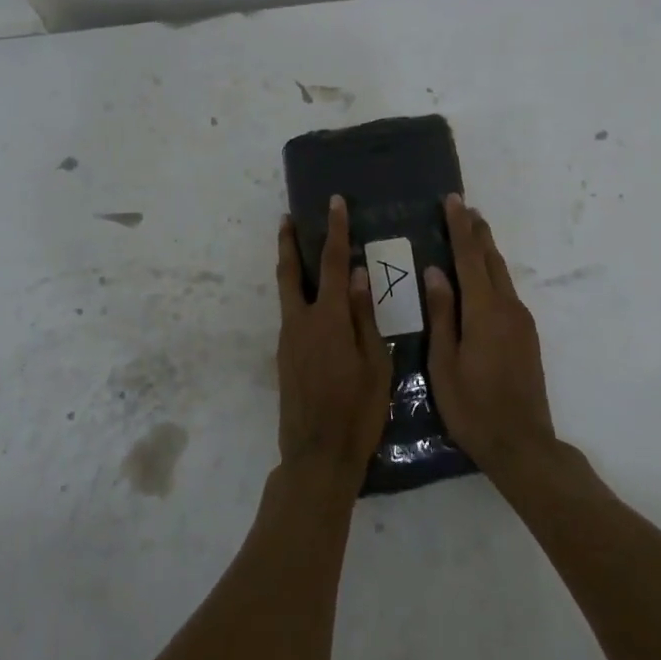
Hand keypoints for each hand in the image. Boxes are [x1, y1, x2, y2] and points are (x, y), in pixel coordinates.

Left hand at [274, 196, 393, 482]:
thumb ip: (365, 316)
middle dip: (289, 242)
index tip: (334, 203)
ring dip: (292, 268)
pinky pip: (291, 315)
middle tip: (287, 218)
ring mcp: (288, 340)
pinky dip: (298, 296)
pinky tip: (314, 302)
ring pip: (287, 293)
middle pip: (291, 272)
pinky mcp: (284, 357)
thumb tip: (360, 275)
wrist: (317, 456)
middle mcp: (301, 322)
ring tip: (300, 250)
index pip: (333, 263)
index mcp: (329, 319)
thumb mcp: (376, 363)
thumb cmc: (358, 411)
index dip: (334, 230)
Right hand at [424, 194, 556, 477]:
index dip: (460, 228)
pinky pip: (506, 292)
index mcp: (484, 311)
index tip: (453, 201)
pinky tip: (481, 278)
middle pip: (491, 260)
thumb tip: (436, 272)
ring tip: (472, 232)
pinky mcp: (526, 335)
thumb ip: (442, 315)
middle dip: (477, 232)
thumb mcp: (444, 363)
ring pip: (501, 275)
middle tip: (463, 207)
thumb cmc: (473, 407)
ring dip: (486, 251)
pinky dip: (492, 274)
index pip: (470, 258)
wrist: (522, 443)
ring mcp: (521, 321)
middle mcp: (508, 308)